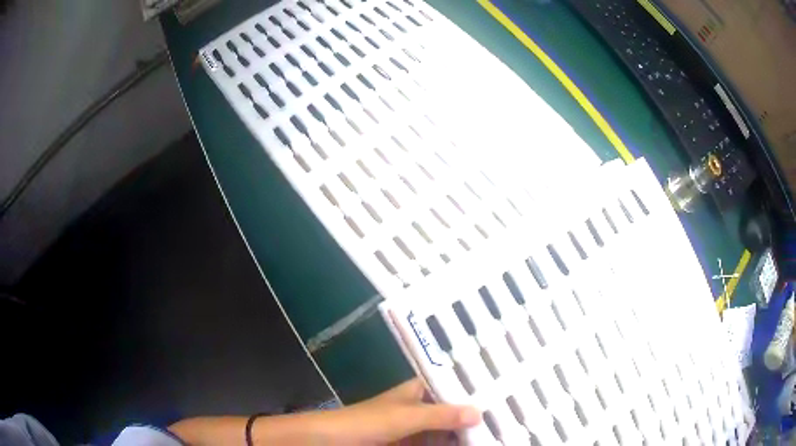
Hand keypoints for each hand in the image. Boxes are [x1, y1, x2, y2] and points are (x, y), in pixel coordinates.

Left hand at [169, 378, 479, 445]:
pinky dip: (453, 444)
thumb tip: (480, 411)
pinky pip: (437, 443)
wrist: (325, 442)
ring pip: (448, 428)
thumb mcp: (403, 418)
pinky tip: (472, 444)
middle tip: (509, 413)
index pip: (454, 383)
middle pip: (454, 408)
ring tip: (499, 430)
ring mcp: (415, 428)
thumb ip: (440, 415)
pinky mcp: (410, 444)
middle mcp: (420, 406)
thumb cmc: (362, 423)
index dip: (476, 386)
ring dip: (467, 431)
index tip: (504, 389)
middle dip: (477, 413)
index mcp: (417, 389)